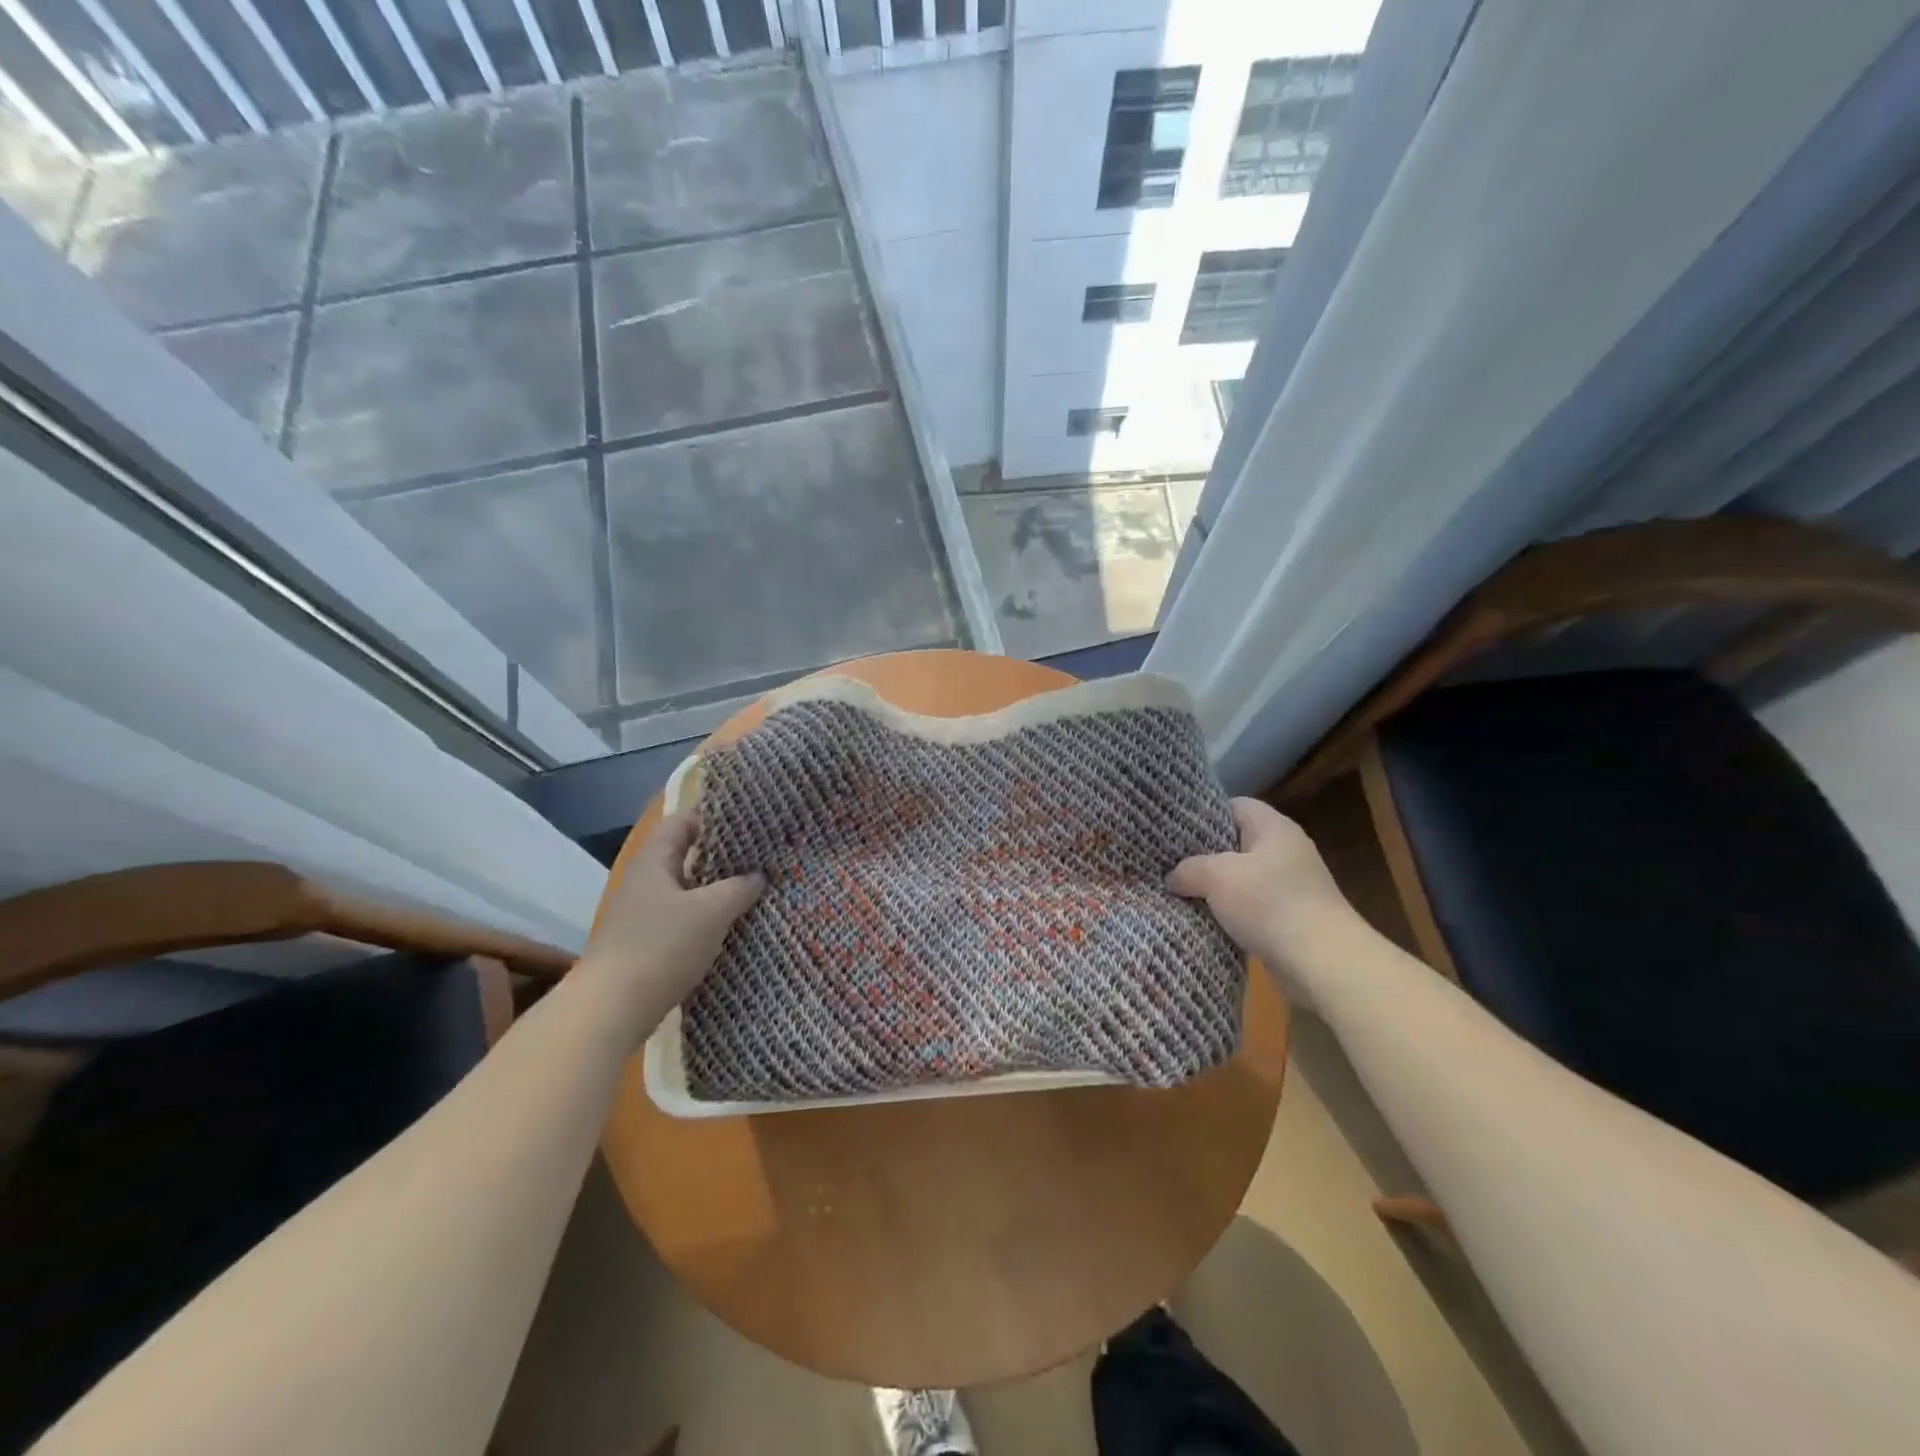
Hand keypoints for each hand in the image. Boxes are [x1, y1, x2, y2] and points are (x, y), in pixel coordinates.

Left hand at [577, 811, 763, 1024]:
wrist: (611, 1009)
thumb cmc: (662, 946)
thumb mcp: (711, 912)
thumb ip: (739, 889)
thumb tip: (758, 876)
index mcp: (654, 862)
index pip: (682, 822)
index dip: (712, 818)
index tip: (746, 821)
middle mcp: (644, 883)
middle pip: (685, 857)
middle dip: (721, 858)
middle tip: (759, 858)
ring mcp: (641, 916)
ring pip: (685, 892)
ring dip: (715, 892)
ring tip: (752, 891)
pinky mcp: (644, 946)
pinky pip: (681, 921)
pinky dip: (704, 920)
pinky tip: (729, 929)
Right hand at [1169, 797, 1362, 1009]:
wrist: (1322, 963)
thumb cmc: (1269, 904)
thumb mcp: (1217, 877)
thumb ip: (1188, 869)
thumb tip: (1173, 877)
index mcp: (1274, 828)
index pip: (1235, 806)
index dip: (1204, 814)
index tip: (1174, 829)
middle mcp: (1286, 851)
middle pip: (1236, 842)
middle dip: (1203, 854)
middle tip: (1169, 862)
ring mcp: (1291, 886)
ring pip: (1241, 878)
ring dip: (1215, 888)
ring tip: (1179, 891)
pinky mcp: (1291, 918)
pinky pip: (1251, 906)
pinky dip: (1230, 912)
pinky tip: (1205, 919)